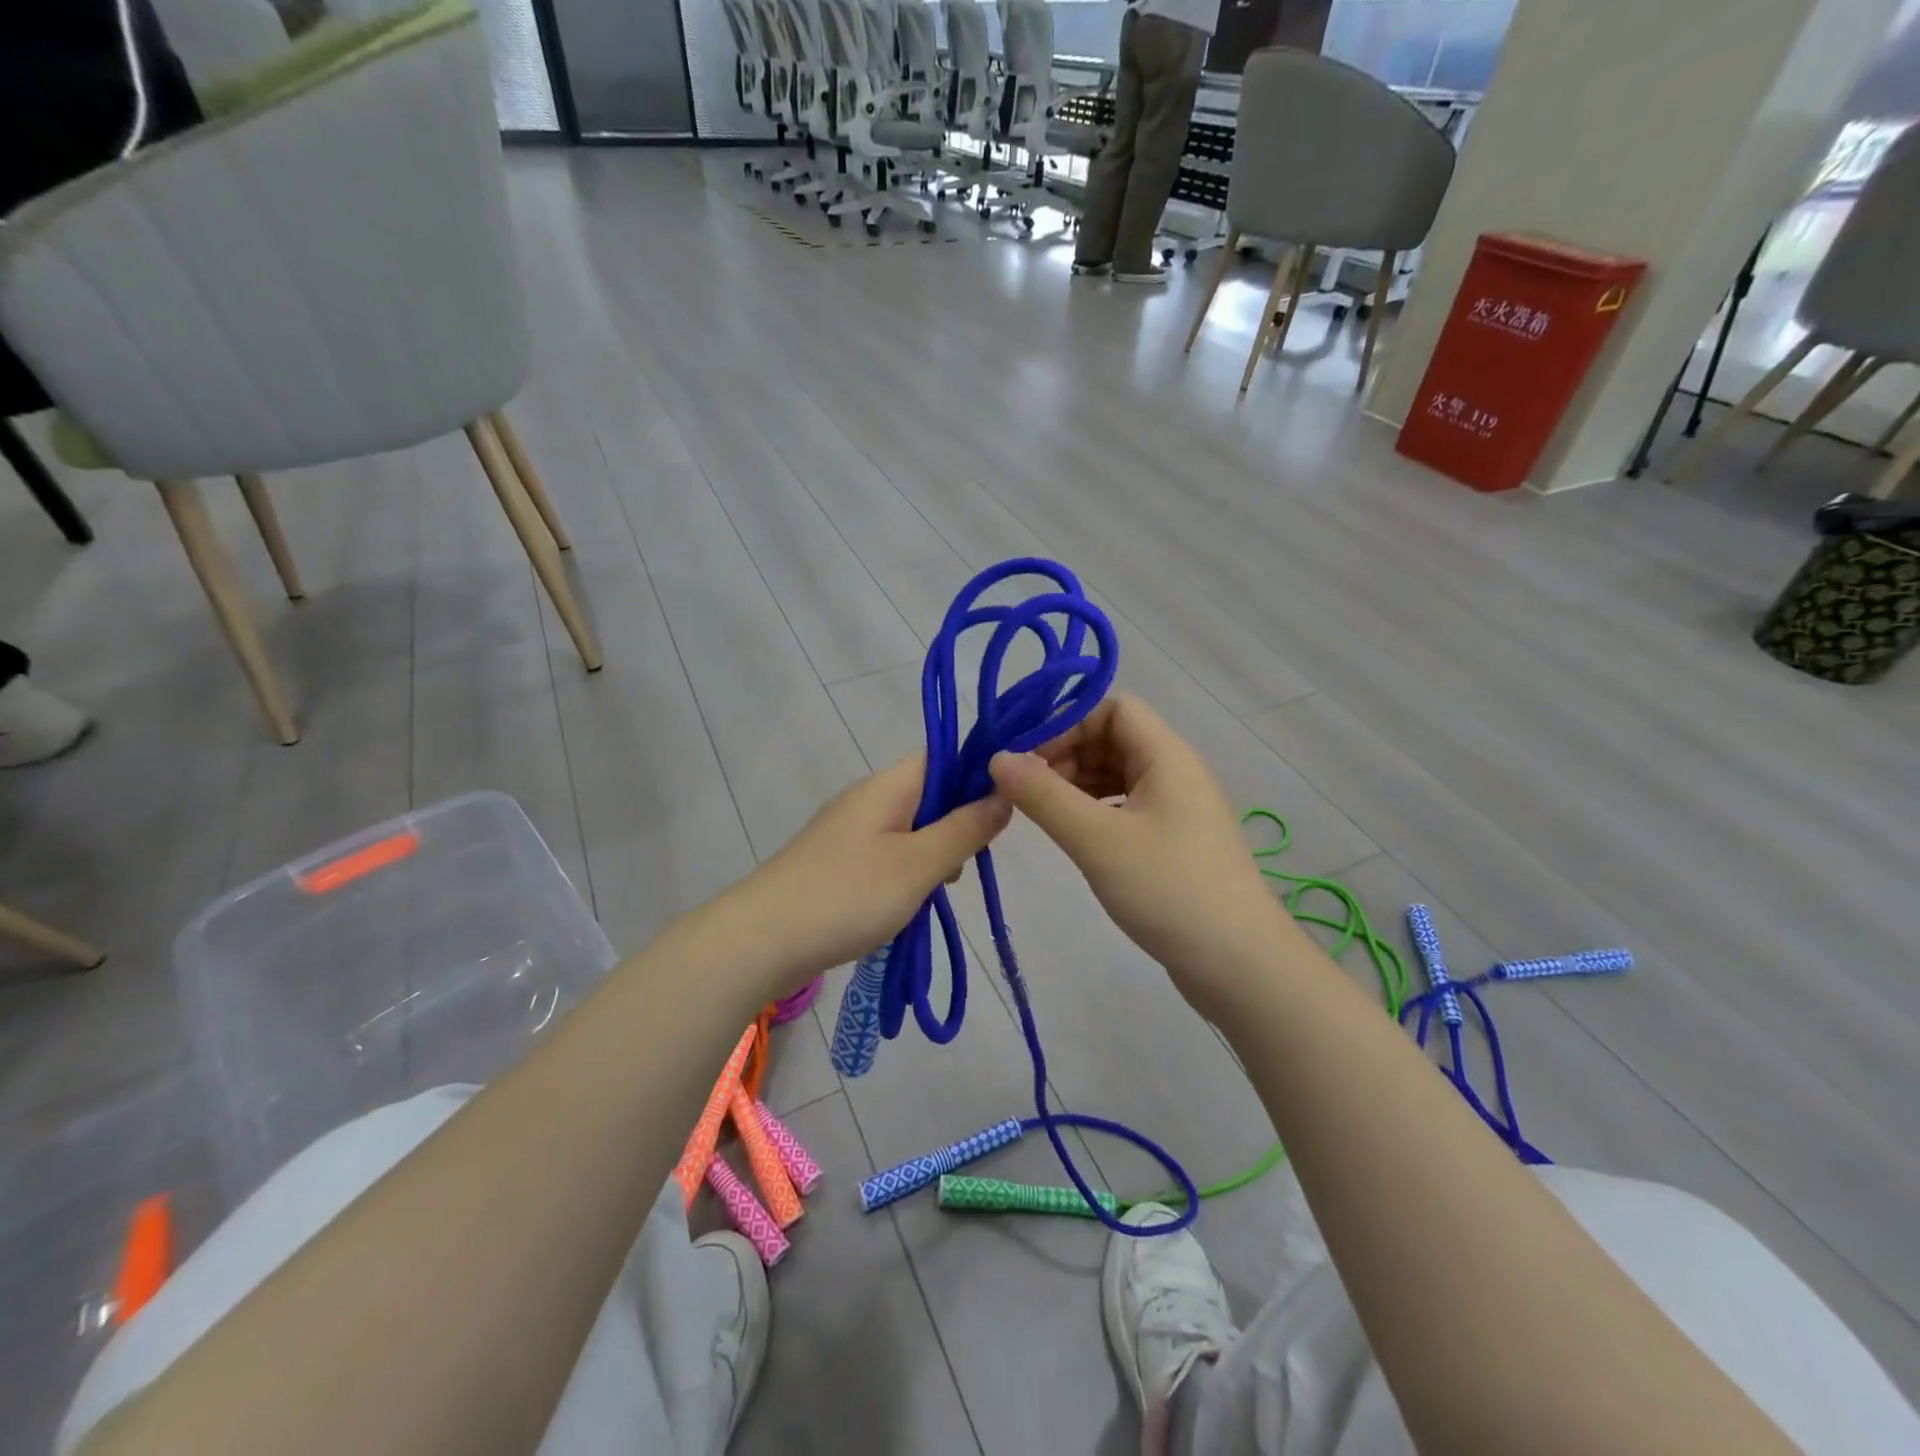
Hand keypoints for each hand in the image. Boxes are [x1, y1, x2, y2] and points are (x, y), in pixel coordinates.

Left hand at [725, 755, 1011, 994]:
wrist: (760, 940)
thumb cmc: (848, 894)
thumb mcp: (919, 863)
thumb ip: (965, 829)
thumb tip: (1003, 794)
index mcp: (888, 785)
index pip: (943, 757)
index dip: (978, 775)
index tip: (1005, 809)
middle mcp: (867, 798)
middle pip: (929, 794)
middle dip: (958, 824)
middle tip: (968, 863)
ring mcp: (848, 831)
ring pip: (910, 829)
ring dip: (933, 854)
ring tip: (938, 891)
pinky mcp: (836, 863)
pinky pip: (886, 855)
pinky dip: (906, 874)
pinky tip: (909, 905)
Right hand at [988, 694, 1289, 1015]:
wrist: (1240, 964)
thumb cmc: (1168, 889)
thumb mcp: (1097, 839)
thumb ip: (1043, 796)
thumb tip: (998, 758)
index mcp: (1166, 755)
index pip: (1112, 708)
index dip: (1067, 723)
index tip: (1026, 757)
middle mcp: (1175, 772)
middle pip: (1113, 738)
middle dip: (1066, 755)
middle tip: (1026, 790)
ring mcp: (1178, 808)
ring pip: (1117, 774)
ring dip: (1077, 784)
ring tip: (1042, 813)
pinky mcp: (1175, 841)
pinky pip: (1126, 807)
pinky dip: (1095, 810)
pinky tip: (1075, 835)